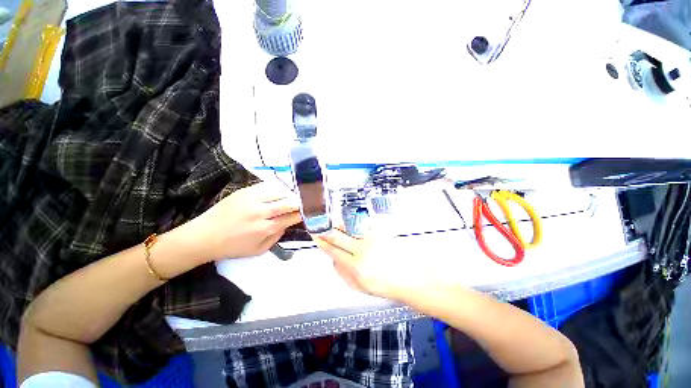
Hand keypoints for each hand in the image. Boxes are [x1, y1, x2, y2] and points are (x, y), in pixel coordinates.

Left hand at [182, 182, 301, 260]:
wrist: (204, 236)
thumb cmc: (233, 246)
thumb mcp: (258, 250)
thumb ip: (277, 237)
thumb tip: (288, 224)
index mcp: (265, 228)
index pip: (292, 217)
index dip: (303, 213)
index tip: (310, 211)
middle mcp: (261, 212)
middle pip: (289, 202)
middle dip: (300, 201)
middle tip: (307, 201)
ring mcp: (253, 199)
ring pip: (280, 191)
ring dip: (290, 193)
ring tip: (295, 194)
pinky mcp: (245, 191)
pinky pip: (267, 185)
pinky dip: (277, 187)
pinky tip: (281, 189)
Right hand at [313, 228, 440, 301]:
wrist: (410, 276)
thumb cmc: (386, 284)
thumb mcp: (360, 287)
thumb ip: (343, 274)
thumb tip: (332, 260)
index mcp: (356, 267)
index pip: (332, 250)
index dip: (321, 241)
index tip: (315, 235)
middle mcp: (362, 250)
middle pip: (337, 235)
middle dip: (326, 229)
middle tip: (319, 224)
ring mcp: (372, 238)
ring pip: (349, 227)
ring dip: (338, 224)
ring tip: (333, 223)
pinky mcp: (380, 231)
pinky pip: (361, 224)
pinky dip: (353, 223)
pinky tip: (350, 223)